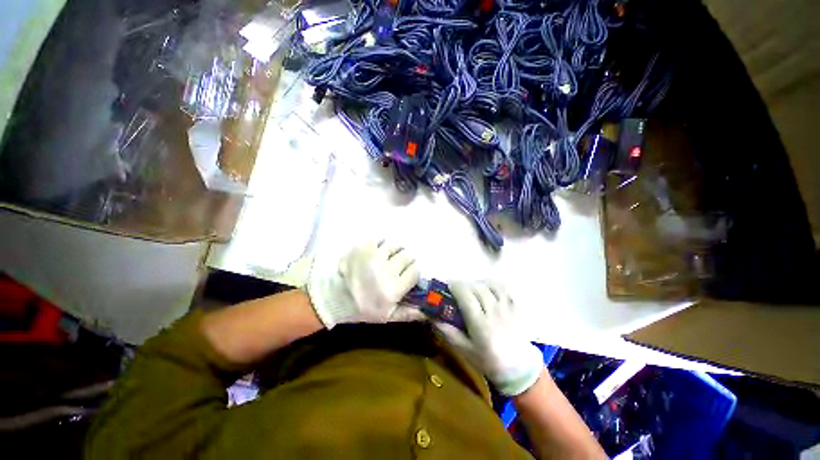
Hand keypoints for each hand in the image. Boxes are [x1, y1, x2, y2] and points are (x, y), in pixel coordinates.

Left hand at [307, 240, 420, 327]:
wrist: (335, 297)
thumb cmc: (363, 308)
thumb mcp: (388, 316)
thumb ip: (409, 313)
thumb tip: (428, 310)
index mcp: (395, 288)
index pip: (415, 271)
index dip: (413, 271)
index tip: (408, 274)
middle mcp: (387, 270)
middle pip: (407, 256)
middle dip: (405, 260)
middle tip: (397, 266)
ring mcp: (375, 256)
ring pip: (395, 245)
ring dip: (395, 250)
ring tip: (389, 257)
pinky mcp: (364, 248)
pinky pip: (380, 239)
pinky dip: (381, 244)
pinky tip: (378, 251)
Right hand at [434, 281, 542, 395]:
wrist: (518, 368)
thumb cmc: (487, 359)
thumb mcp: (464, 349)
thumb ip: (447, 331)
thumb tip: (431, 315)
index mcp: (481, 325)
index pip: (466, 297)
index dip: (455, 286)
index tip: (448, 285)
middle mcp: (495, 313)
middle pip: (477, 288)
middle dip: (464, 285)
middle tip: (458, 290)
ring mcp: (508, 309)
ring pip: (490, 285)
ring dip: (478, 283)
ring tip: (472, 289)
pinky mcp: (517, 307)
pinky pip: (503, 288)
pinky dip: (492, 285)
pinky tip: (487, 290)